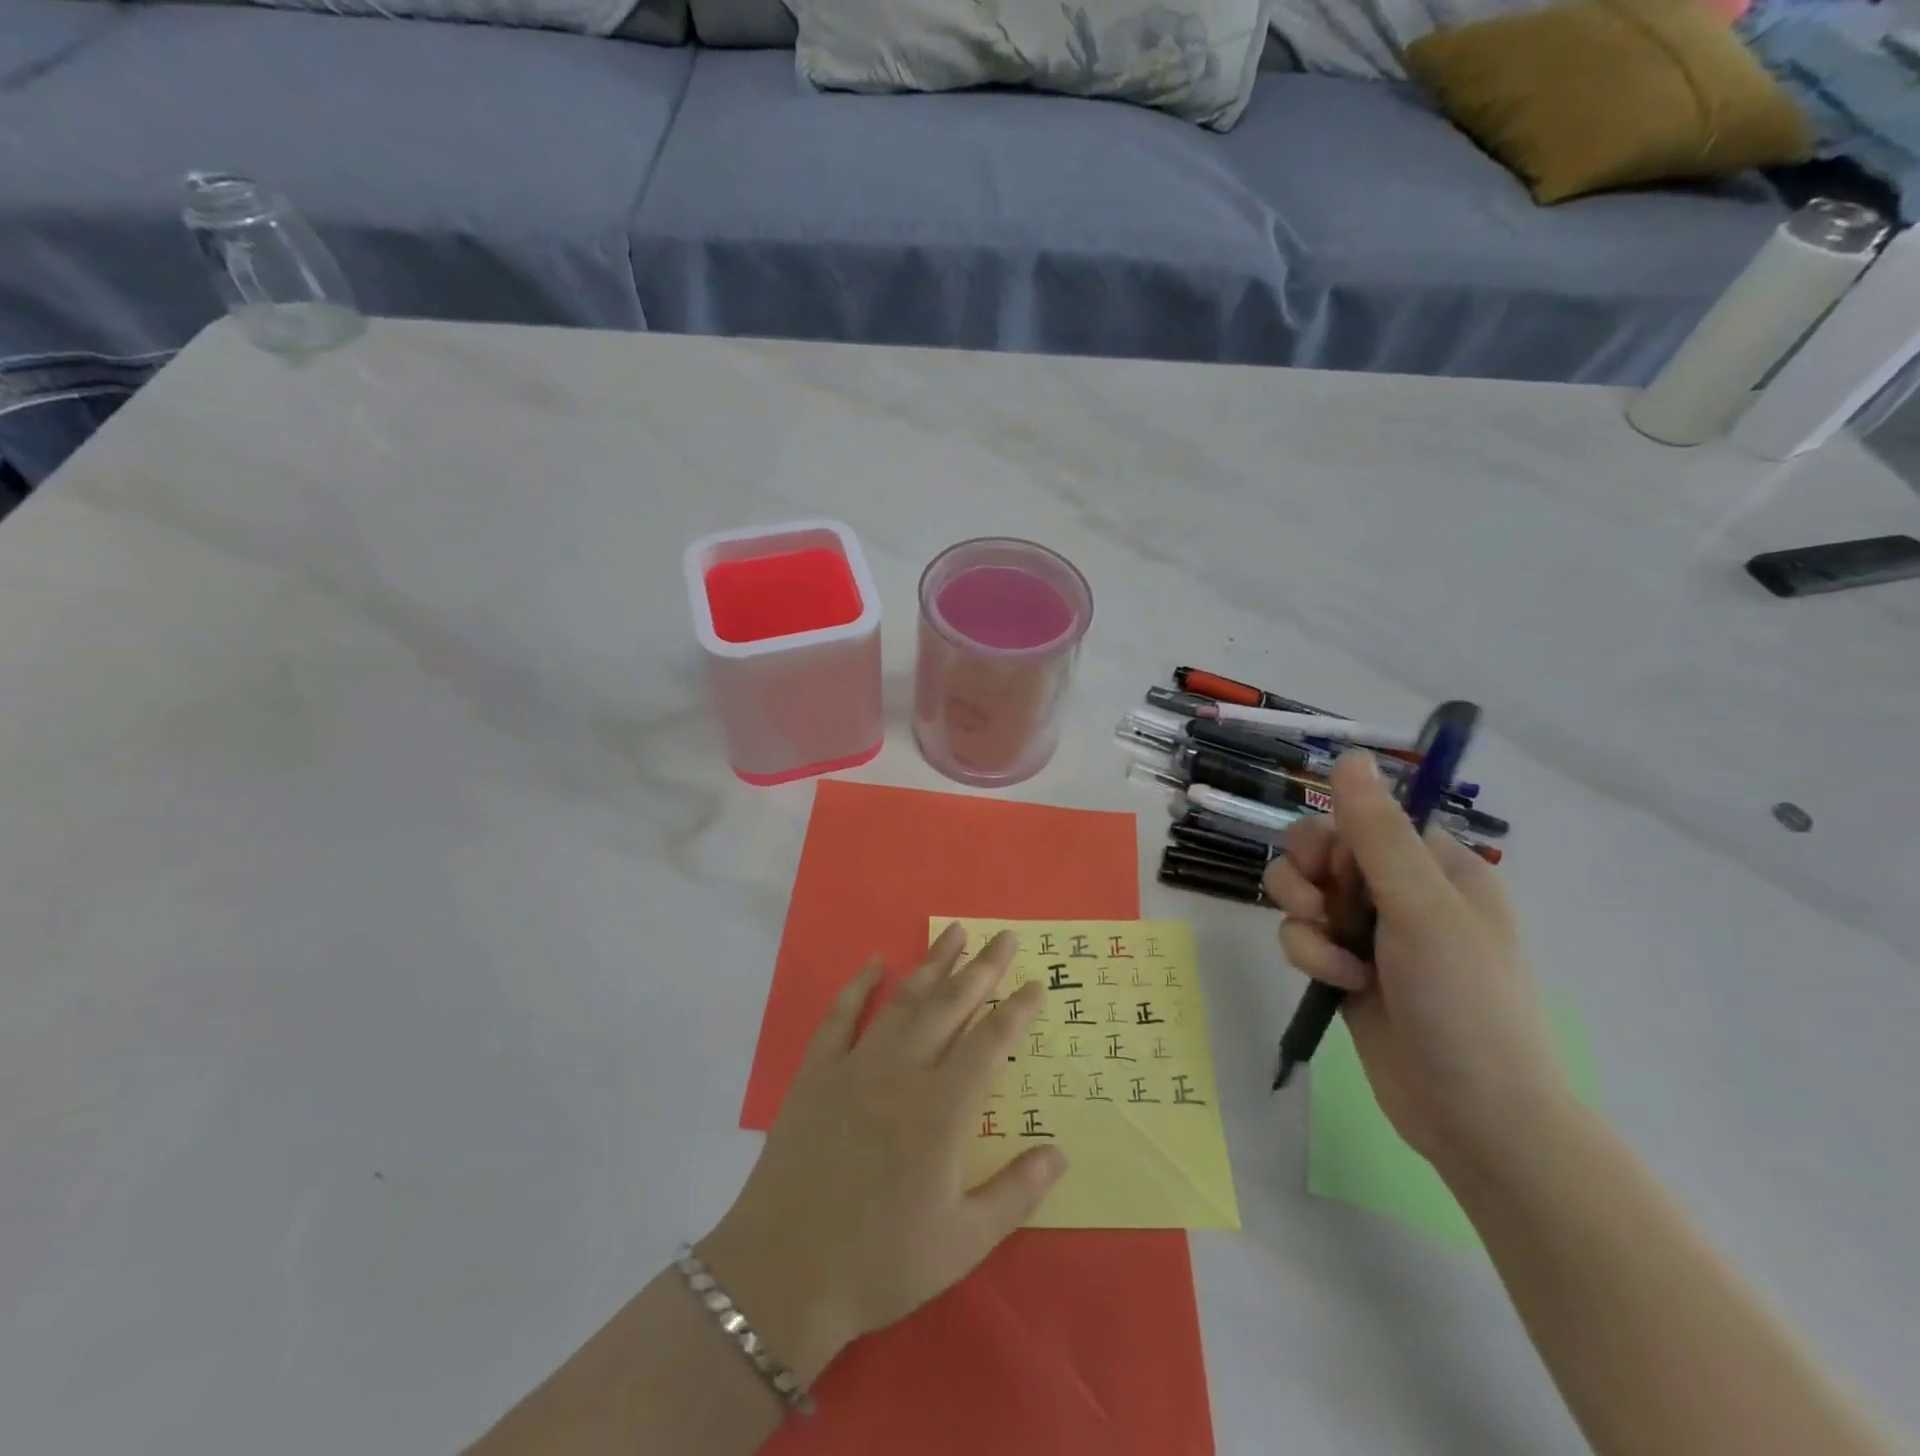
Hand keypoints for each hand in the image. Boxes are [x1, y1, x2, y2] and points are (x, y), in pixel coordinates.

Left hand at [697, 925, 1066, 1386]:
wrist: (784, 1271)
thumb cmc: (881, 1262)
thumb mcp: (963, 1243)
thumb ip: (1016, 1193)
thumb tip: (1061, 1151)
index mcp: (944, 1109)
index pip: (991, 1043)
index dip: (1016, 1010)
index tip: (1035, 984)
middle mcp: (904, 1072)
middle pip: (951, 1006)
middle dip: (982, 968)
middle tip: (1003, 935)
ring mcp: (857, 1066)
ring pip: (903, 1001)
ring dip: (932, 964)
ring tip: (954, 932)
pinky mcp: (817, 1073)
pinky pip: (841, 1016)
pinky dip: (858, 985)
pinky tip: (874, 962)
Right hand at [1263, 752, 1567, 1177]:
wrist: (1474, 1117)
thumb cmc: (1463, 1001)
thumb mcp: (1420, 908)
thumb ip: (1376, 832)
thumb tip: (1348, 755)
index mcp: (1436, 866)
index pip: (1361, 818)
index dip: (1336, 838)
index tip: (1337, 869)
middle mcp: (1401, 892)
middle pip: (1320, 851)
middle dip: (1308, 878)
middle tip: (1321, 907)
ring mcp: (1370, 933)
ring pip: (1302, 895)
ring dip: (1305, 921)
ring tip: (1333, 956)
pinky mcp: (1345, 969)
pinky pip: (1302, 937)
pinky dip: (1311, 957)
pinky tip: (1341, 985)